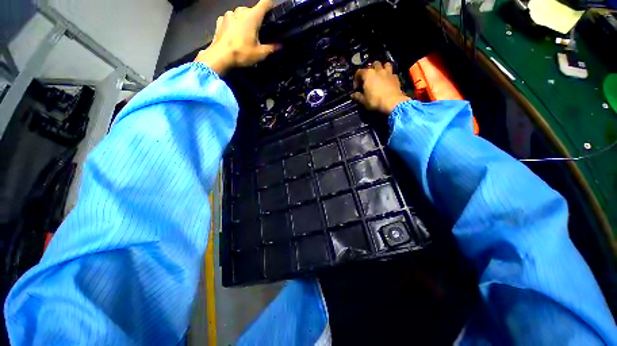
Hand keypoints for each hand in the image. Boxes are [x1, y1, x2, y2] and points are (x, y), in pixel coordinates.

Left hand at [195, 0, 277, 74]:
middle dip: (255, 19)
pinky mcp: (220, 20)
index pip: (265, 3)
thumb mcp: (260, 54)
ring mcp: (229, 14)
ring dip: (244, 22)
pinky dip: (233, 25)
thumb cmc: (242, 53)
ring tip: (244, 35)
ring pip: (240, 15)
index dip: (270, 6)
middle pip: (252, 11)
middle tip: (257, 33)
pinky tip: (233, 35)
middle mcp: (240, 11)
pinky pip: (230, 19)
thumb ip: (271, 48)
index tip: (272, 12)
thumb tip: (280, 46)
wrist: (220, 56)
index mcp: (252, 16)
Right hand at [352, 62, 410, 113]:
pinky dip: (388, 76)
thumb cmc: (375, 101)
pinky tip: (387, 82)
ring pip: (385, 65)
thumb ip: (357, 96)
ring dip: (382, 68)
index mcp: (368, 74)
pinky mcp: (396, 77)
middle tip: (368, 79)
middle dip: (370, 70)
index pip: (359, 72)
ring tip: (379, 76)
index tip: (356, 88)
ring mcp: (388, 72)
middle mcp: (378, 70)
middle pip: (373, 65)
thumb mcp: (363, 100)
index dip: (356, 80)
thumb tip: (353, 95)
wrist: (392, 102)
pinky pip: (391, 73)